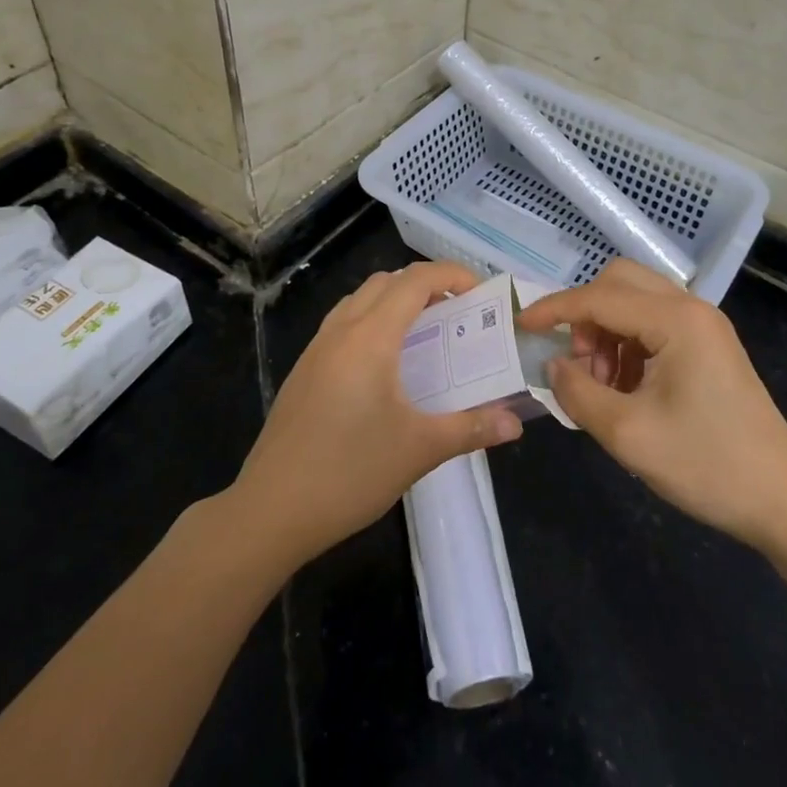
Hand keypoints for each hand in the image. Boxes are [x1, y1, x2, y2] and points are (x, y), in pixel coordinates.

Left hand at [233, 261, 523, 565]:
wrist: (270, 511)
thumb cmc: (349, 473)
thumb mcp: (419, 450)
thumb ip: (471, 428)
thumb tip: (516, 423)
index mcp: (370, 338)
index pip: (415, 281)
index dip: (451, 275)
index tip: (481, 292)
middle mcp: (341, 331)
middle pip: (386, 282)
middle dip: (425, 285)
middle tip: (456, 312)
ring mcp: (316, 350)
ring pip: (359, 300)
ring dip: (394, 301)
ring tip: (424, 333)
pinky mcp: (302, 371)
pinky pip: (342, 324)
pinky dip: (371, 321)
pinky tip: (384, 366)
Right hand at [518, 260, 786, 550]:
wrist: (782, 499)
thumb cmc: (706, 465)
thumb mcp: (628, 434)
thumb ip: (578, 392)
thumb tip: (554, 365)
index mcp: (677, 320)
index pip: (599, 297)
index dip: (555, 309)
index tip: (520, 325)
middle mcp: (692, 308)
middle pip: (620, 282)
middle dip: (586, 315)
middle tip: (577, 363)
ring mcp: (704, 324)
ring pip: (636, 300)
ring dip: (607, 330)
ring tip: (602, 384)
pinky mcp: (709, 344)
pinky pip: (654, 323)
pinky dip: (628, 343)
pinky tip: (627, 387)